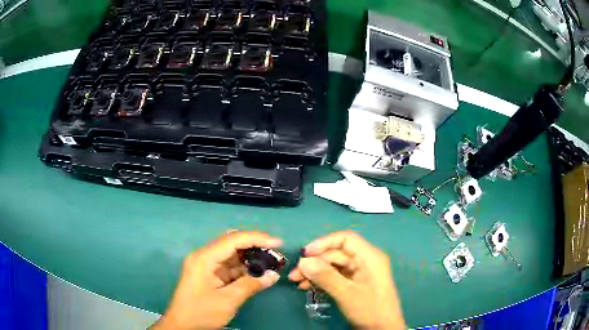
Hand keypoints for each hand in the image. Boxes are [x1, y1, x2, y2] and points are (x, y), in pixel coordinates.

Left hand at [150, 231, 281, 329]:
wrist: (181, 325)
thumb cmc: (201, 312)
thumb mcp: (228, 300)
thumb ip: (251, 285)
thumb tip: (274, 275)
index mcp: (205, 258)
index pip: (233, 240)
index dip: (257, 238)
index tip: (278, 243)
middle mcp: (204, 256)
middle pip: (232, 243)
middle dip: (255, 245)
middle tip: (275, 252)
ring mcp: (206, 265)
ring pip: (231, 254)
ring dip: (250, 257)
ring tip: (270, 262)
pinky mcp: (208, 273)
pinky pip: (229, 266)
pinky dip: (243, 268)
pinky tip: (257, 272)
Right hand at [289, 230, 405, 328]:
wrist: (382, 329)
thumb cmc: (370, 309)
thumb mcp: (347, 293)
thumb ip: (326, 276)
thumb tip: (303, 262)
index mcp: (369, 257)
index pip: (345, 239)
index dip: (324, 243)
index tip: (305, 254)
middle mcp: (364, 261)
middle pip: (336, 254)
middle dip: (314, 262)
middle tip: (295, 274)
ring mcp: (359, 272)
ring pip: (333, 265)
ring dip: (314, 272)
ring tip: (297, 282)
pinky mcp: (353, 283)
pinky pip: (334, 276)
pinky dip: (321, 280)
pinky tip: (307, 287)